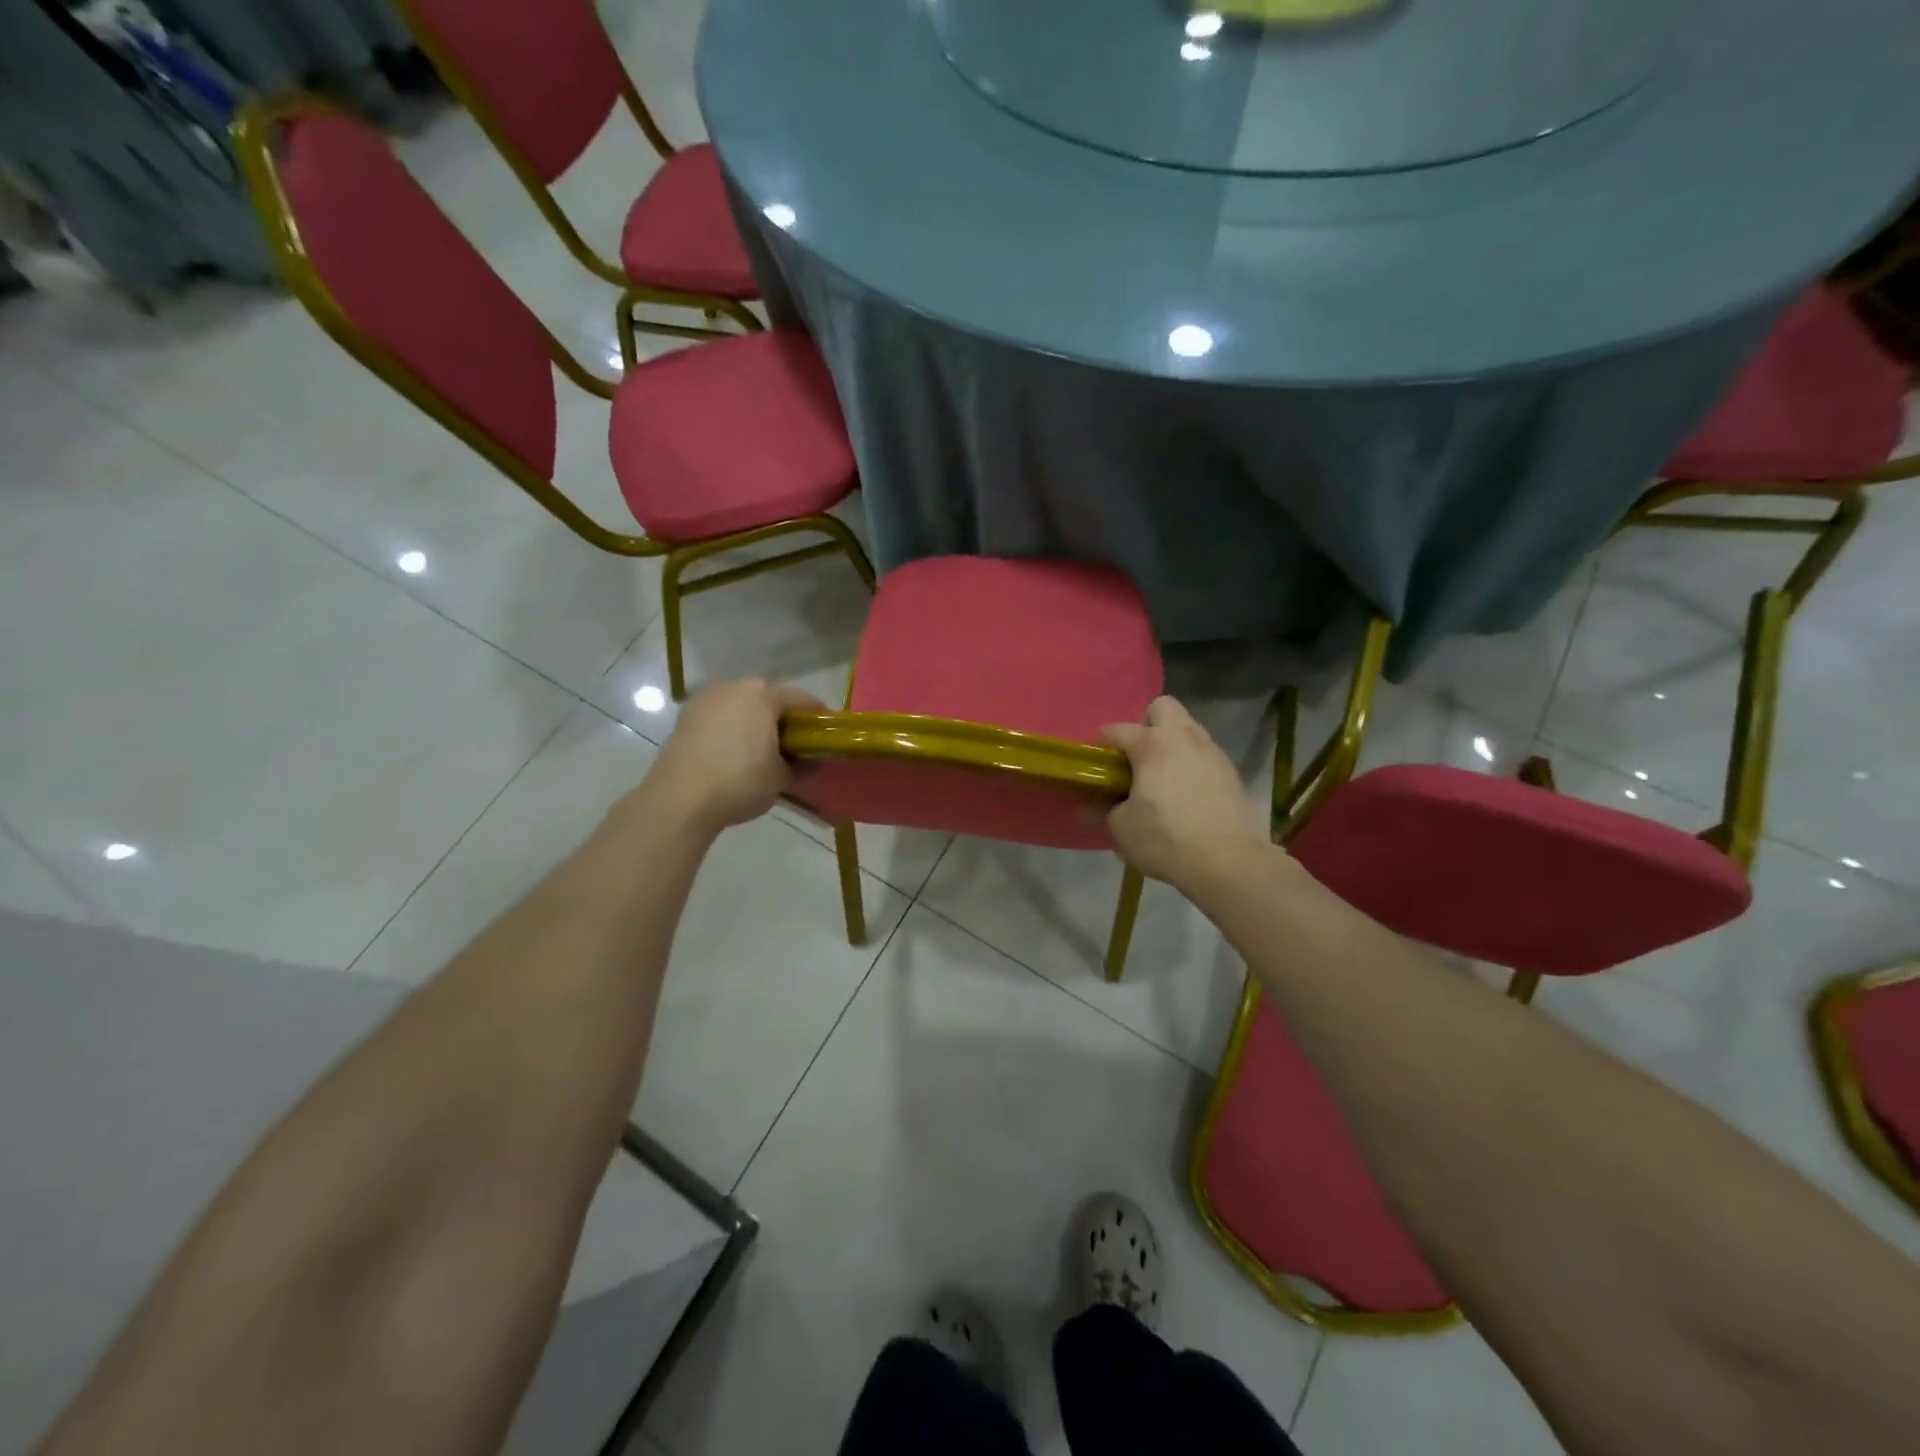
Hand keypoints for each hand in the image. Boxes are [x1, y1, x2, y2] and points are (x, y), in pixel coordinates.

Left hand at [641, 679, 826, 834]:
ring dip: (755, 727)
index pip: (803, 701)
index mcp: (762, 694)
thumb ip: (801, 766)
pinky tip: (734, 758)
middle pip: (770, 701)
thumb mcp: (782, 778)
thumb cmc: (740, 781)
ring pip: (742, 709)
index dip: (819, 720)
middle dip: (784, 723)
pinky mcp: (684, 718)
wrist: (679, 800)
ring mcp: (705, 701)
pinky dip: (731, 733)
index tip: (826, 740)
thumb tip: (811, 764)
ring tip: (763, 756)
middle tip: (795, 750)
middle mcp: (733, 687)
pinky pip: (720, 721)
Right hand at [1101, 697, 1271, 894]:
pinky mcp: (1231, 771)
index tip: (1098, 769)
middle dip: (1146, 725)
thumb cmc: (1167, 840)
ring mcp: (1212, 751)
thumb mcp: (1122, 829)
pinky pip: (1203, 753)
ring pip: (1187, 728)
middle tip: (1138, 759)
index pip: (1115, 730)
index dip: (1101, 747)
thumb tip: (1090, 804)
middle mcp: (1183, 737)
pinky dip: (1191, 764)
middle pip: (1161, 707)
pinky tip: (1185, 794)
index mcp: (1152, 744)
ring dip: (1171, 744)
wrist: (1230, 862)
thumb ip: (1103, 810)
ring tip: (1162, 778)